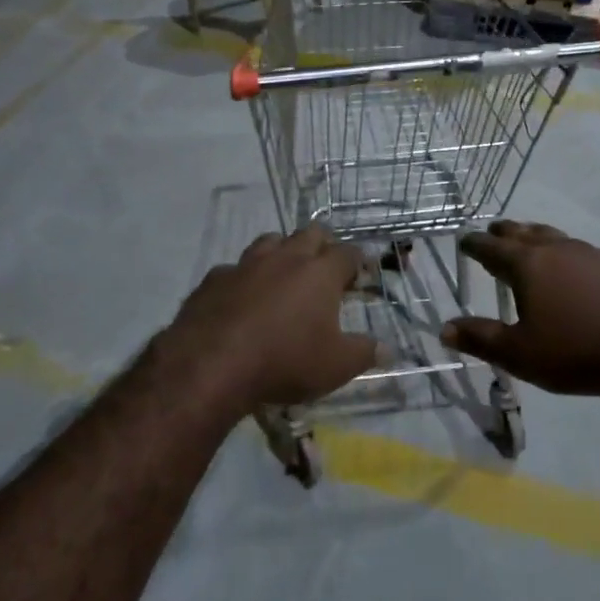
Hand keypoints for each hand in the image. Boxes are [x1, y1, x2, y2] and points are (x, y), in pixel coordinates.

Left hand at [159, 227, 379, 413]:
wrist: (212, 363)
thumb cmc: (285, 360)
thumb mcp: (336, 366)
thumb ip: (364, 353)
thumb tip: (387, 349)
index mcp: (320, 272)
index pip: (347, 253)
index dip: (358, 261)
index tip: (361, 273)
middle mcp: (285, 258)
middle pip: (310, 234)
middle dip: (322, 244)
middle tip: (326, 265)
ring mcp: (246, 264)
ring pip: (270, 241)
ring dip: (282, 251)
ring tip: (285, 272)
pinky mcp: (214, 278)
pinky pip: (235, 269)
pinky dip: (244, 278)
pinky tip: (242, 296)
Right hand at [441, 221, 599, 397]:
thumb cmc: (577, 351)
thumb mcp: (521, 354)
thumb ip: (481, 338)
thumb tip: (445, 328)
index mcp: (527, 264)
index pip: (491, 247)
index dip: (474, 244)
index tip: (464, 242)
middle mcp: (555, 248)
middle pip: (522, 232)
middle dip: (503, 233)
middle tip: (492, 235)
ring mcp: (588, 253)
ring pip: (551, 235)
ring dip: (532, 236)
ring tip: (526, 243)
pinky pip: (576, 248)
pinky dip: (560, 250)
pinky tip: (568, 266)